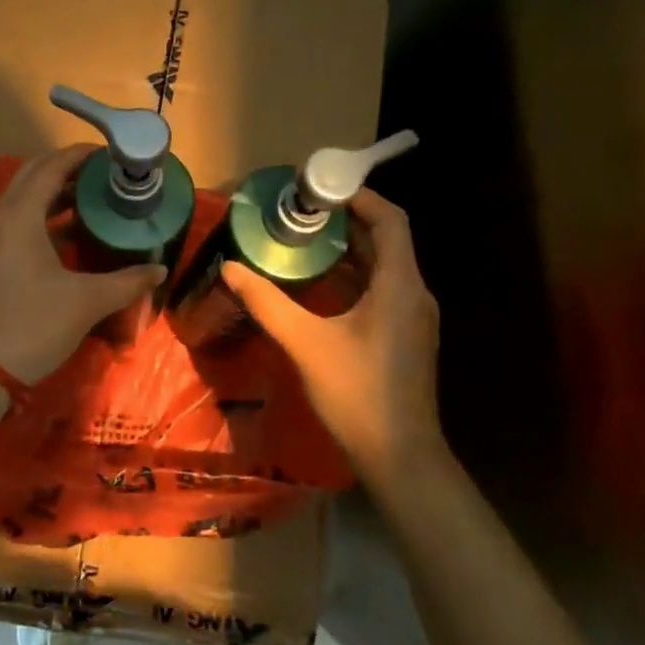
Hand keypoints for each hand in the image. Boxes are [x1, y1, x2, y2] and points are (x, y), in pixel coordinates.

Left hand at [0, 145, 166, 383]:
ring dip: (54, 194)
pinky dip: (43, 217)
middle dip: (67, 170)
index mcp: (17, 217)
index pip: (49, 168)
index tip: (110, 154)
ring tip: (94, 197)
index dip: (80, 156)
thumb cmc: (35, 325)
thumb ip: (128, 281)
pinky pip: (16, 222)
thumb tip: (160, 270)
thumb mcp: (87, 300)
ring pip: (22, 200)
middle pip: (32, 177)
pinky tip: (72, 232)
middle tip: (104, 173)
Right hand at [222, 188, 443, 477]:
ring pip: (384, 266)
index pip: (391, 220)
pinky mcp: (406, 336)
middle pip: (387, 240)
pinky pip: (382, 289)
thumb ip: (267, 302)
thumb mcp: (305, 343)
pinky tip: (321, 285)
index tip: (321, 188)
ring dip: (349, 249)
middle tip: (302, 211)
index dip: (360, 197)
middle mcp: (414, 293)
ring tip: (305, 239)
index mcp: (400, 285)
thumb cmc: (357, 393)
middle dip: (347, 221)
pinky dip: (354, 276)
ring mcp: (414, 317)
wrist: (400, 456)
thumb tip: (231, 267)